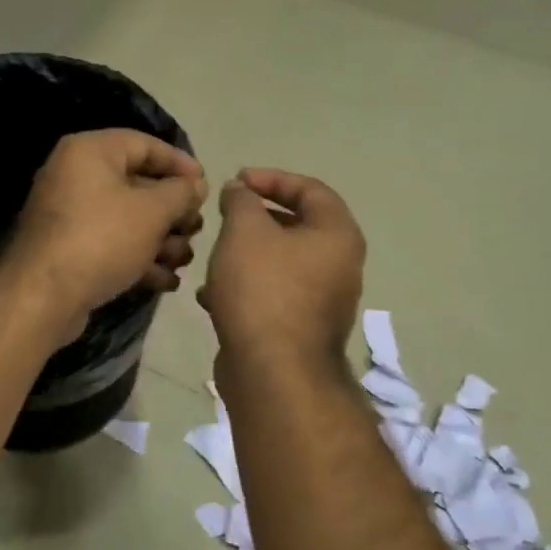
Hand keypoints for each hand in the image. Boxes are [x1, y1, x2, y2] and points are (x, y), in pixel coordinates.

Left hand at [1, 129, 206, 336]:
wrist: (43, 297)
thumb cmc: (102, 239)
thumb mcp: (152, 212)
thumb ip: (180, 193)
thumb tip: (196, 185)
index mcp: (89, 152)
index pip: (144, 144)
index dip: (179, 163)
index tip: (205, 186)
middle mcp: (75, 176)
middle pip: (137, 184)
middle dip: (173, 211)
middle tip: (196, 229)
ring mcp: (69, 215)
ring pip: (127, 219)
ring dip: (161, 240)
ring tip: (184, 260)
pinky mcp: (69, 249)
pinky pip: (111, 244)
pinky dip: (138, 258)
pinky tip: (166, 281)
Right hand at [199, 168, 365, 372]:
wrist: (272, 371)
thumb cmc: (262, 289)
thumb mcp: (244, 231)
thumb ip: (241, 200)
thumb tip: (240, 190)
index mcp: (337, 235)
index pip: (310, 189)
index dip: (271, 178)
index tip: (236, 180)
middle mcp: (340, 266)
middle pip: (297, 227)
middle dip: (256, 219)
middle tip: (224, 215)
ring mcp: (322, 302)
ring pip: (280, 264)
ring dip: (246, 256)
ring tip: (213, 255)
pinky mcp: (300, 330)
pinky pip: (272, 296)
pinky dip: (245, 289)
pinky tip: (211, 296)